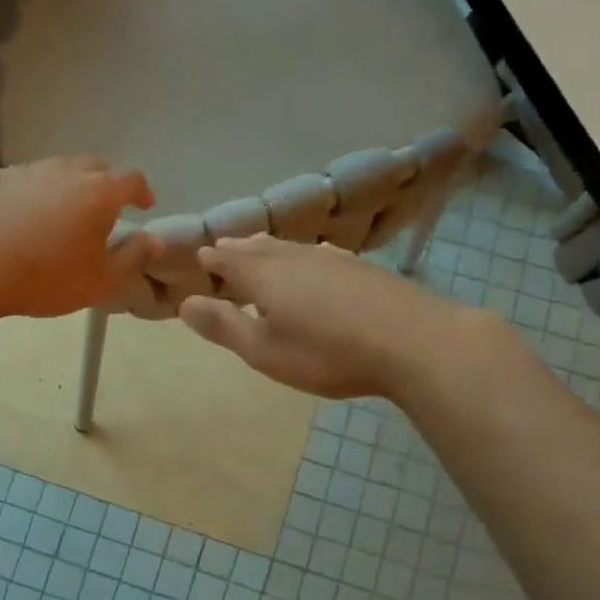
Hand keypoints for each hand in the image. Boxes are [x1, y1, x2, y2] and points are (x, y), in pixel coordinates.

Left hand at [0, 158, 162, 318]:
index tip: (144, 205)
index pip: (131, 179)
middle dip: (107, 183)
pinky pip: (26, 180)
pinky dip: (35, 193)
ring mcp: (27, 170)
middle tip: (106, 208)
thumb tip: (154, 240)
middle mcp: (66, 170)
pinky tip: (24, 218)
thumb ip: (133, 258)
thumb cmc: (45, 276)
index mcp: (99, 191)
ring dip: (69, 186)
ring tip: (64, 213)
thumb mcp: (100, 280)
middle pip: (96, 166)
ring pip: (59, 170)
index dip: (142, 191)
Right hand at [179, 235, 503, 399]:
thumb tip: (185, 303)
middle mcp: (295, 259)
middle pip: (260, 248)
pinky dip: (302, 254)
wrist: (414, 342)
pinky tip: (314, 258)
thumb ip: (224, 326)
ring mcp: (332, 259)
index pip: (230, 260)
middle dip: (239, 249)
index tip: (201, 255)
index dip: (214, 258)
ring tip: (259, 247)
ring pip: (290, 248)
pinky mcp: (362, 268)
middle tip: (225, 246)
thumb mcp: (265, 350)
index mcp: (265, 277)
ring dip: (269, 248)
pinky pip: (319, 253)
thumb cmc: (328, 353)